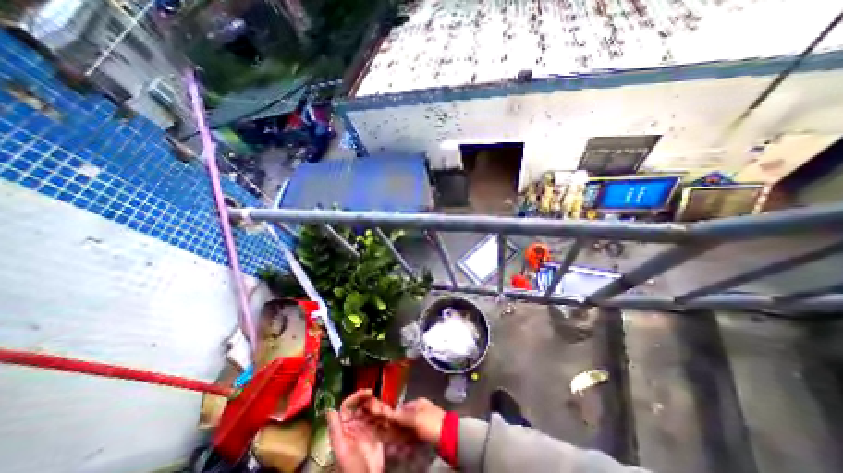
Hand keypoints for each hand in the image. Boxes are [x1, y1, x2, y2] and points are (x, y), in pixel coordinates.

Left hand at [325, 389, 383, 470]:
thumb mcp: (342, 450)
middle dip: (370, 401)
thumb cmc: (352, 469)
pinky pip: (380, 417)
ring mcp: (366, 427)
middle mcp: (355, 424)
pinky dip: (384, 414)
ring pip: (372, 409)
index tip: (368, 392)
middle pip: (362, 404)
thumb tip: (329, 409)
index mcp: (344, 427)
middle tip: (379, 403)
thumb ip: (335, 430)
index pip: (348, 405)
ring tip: (384, 412)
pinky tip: (388, 416)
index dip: (357, 396)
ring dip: (378, 407)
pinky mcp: (377, 431)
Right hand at [382, 398, 446, 444]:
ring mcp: (423, 424)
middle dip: (394, 429)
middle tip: (386, 438)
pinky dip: (406, 443)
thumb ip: (402, 416)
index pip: (401, 408)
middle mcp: (420, 412)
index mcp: (418, 403)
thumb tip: (388, 413)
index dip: (392, 416)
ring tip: (391, 446)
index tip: (383, 424)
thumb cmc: (432, 423)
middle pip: (403, 420)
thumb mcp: (416, 418)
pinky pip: (412, 439)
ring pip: (407, 431)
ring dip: (399, 438)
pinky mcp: (425, 436)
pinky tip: (401, 449)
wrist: (449, 437)